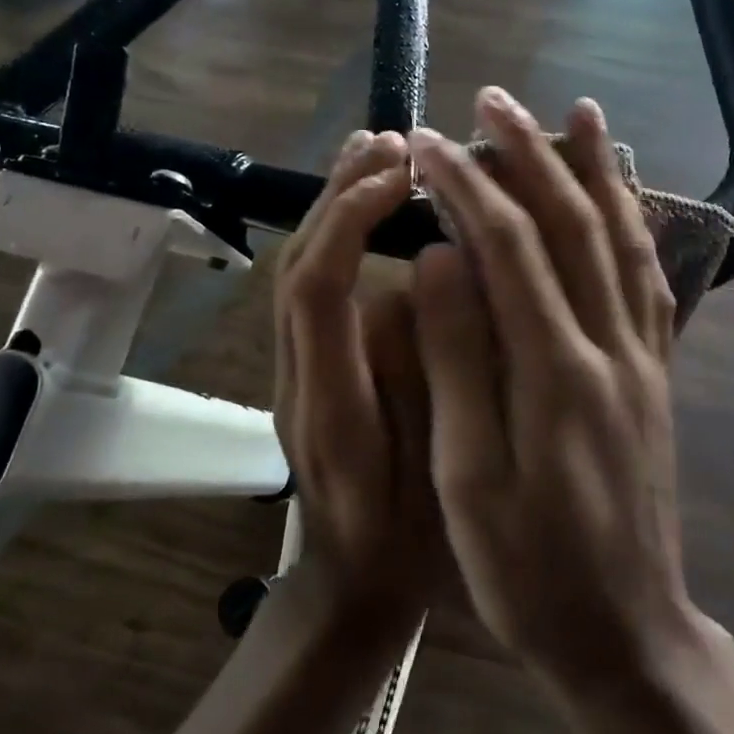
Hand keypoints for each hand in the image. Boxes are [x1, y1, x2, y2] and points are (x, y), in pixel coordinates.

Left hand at [274, 129, 439, 627]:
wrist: (353, 590)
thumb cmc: (411, 543)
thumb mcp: (440, 470)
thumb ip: (427, 374)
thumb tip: (420, 280)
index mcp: (331, 407)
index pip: (319, 290)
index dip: (351, 221)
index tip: (402, 175)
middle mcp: (298, 379)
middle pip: (296, 266)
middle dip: (337, 197)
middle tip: (391, 143)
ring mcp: (294, 375)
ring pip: (296, 272)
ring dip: (331, 209)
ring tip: (375, 155)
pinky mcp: (306, 372)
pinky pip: (310, 289)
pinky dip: (334, 238)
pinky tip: (369, 213)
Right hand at [408, 89, 698, 690]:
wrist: (627, 632)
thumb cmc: (528, 570)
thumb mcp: (470, 476)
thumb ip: (458, 360)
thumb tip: (440, 259)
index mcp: (556, 371)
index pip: (507, 246)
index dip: (466, 185)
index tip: (425, 143)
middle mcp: (611, 346)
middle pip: (571, 223)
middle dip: (529, 153)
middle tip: (492, 99)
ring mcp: (644, 357)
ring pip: (622, 239)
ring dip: (596, 170)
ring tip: (578, 113)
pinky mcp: (657, 374)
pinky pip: (650, 279)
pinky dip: (636, 223)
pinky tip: (625, 197)